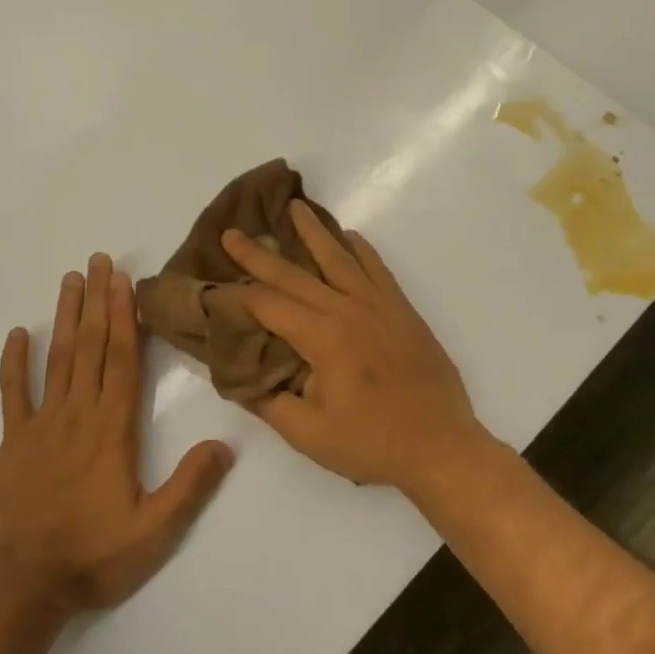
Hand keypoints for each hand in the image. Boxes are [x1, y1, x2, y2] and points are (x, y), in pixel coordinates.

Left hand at [0, 253, 234, 611]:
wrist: (20, 586)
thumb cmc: (92, 556)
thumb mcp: (154, 530)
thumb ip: (190, 485)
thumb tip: (226, 444)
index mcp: (113, 428)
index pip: (122, 359)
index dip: (124, 316)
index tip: (123, 280)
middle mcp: (78, 414)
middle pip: (91, 347)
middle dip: (98, 301)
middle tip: (98, 260)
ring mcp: (41, 425)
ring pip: (57, 359)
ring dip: (66, 318)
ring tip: (70, 280)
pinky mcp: (13, 443)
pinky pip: (12, 394)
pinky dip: (14, 363)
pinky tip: (17, 333)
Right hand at [222, 203, 493, 489]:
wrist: (442, 446)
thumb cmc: (372, 443)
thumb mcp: (309, 434)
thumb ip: (269, 402)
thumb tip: (240, 378)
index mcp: (322, 336)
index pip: (268, 305)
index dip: (236, 296)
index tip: (212, 288)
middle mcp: (348, 309)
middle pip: (295, 274)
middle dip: (259, 254)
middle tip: (232, 232)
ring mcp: (379, 305)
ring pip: (339, 258)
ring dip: (313, 232)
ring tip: (295, 207)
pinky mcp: (402, 310)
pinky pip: (377, 268)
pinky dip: (360, 249)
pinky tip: (349, 237)